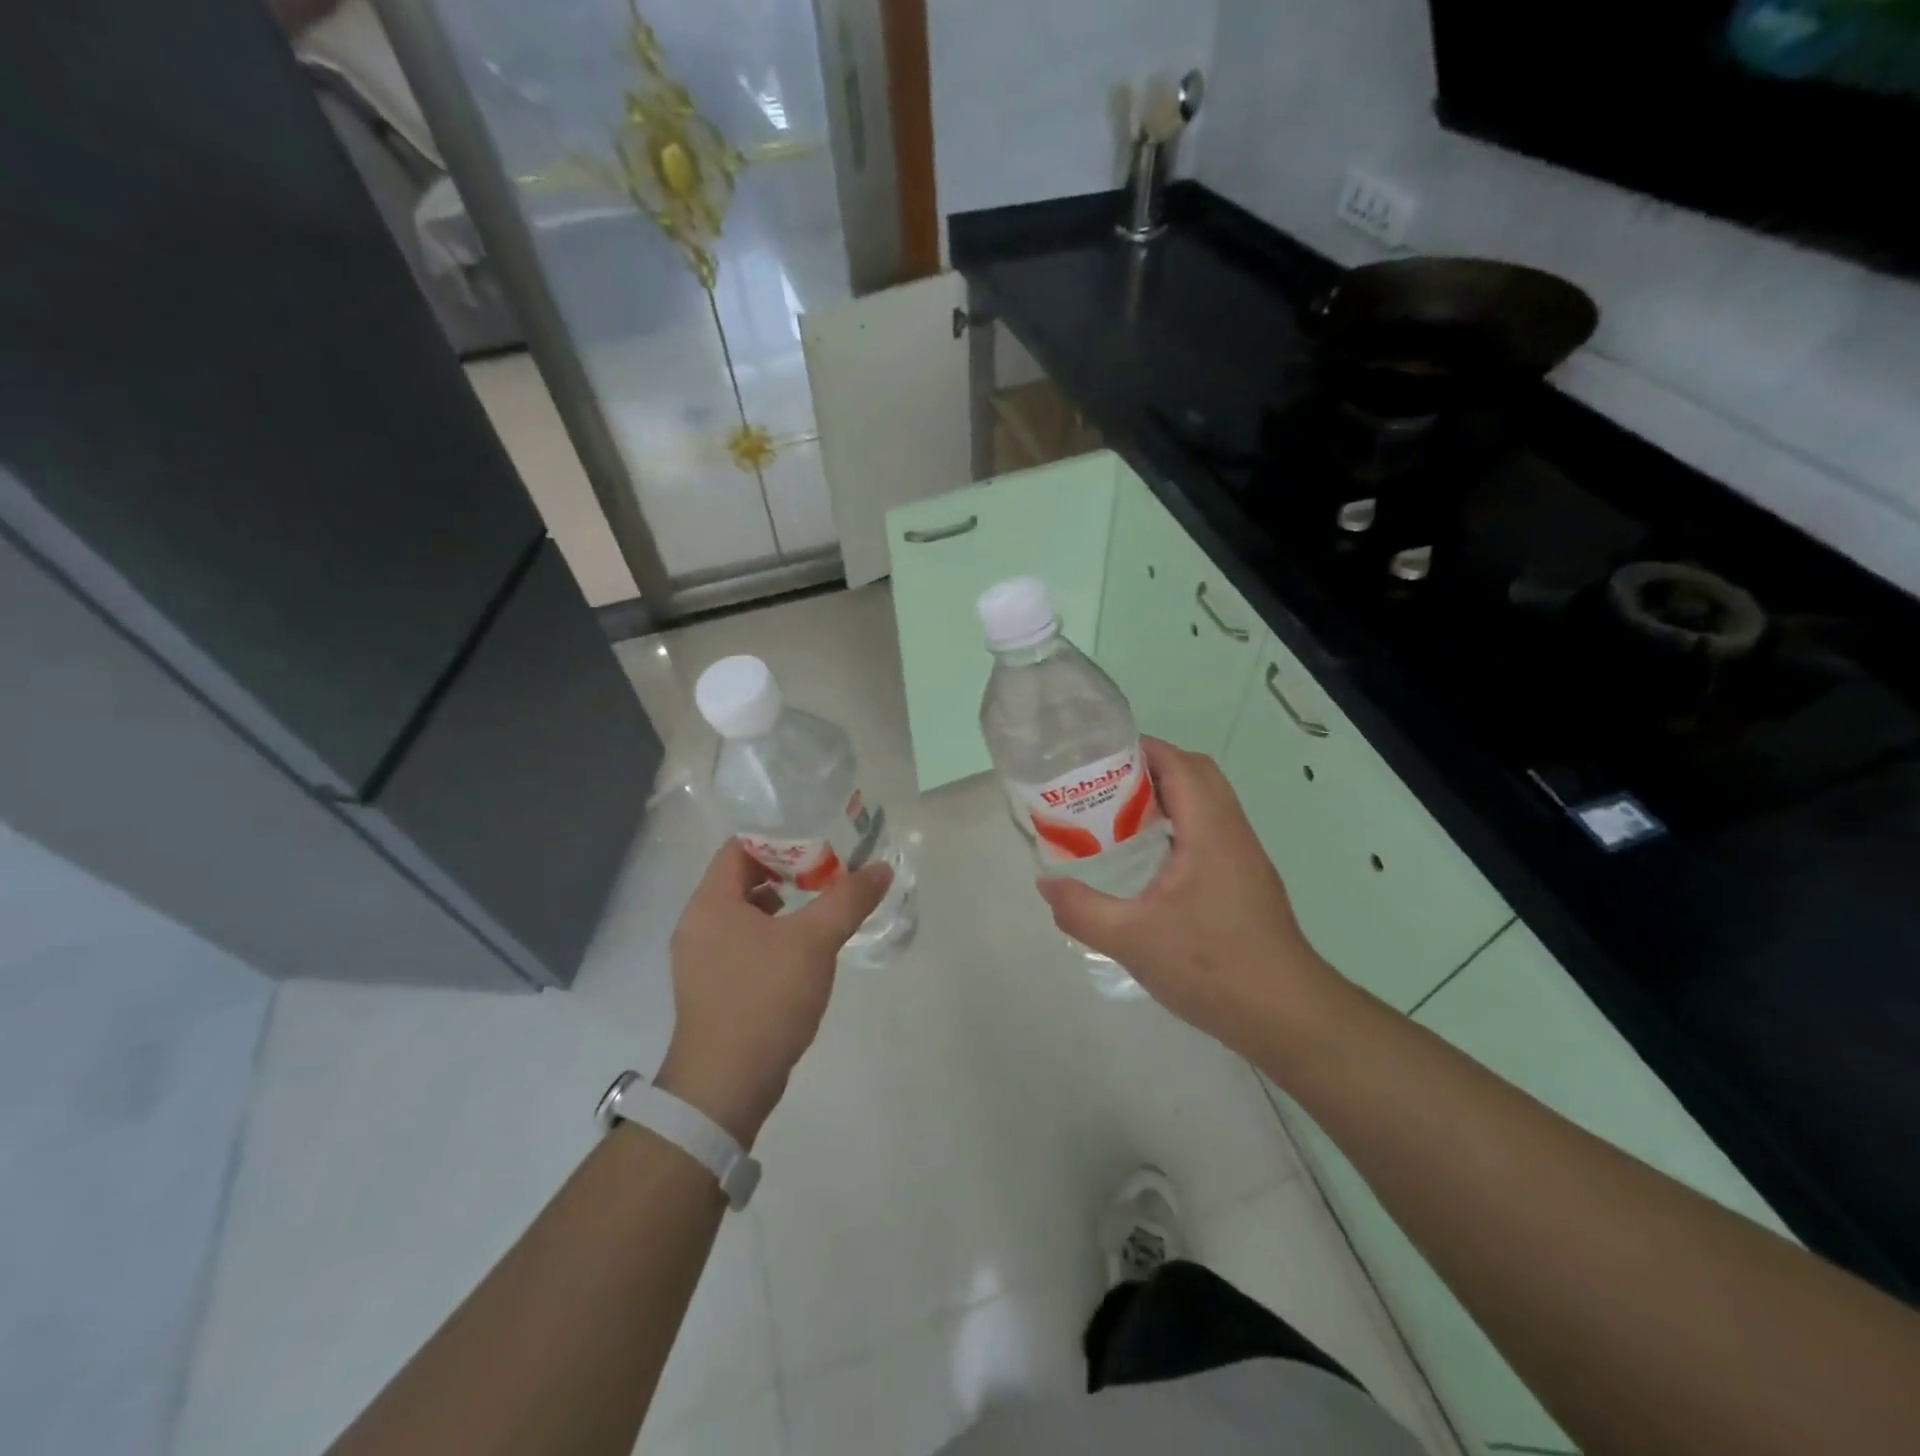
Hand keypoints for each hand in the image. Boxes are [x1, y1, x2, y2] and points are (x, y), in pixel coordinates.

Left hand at [658, 840, 891, 1144]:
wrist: (725, 1086)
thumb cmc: (765, 999)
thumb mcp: (814, 942)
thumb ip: (849, 899)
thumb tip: (882, 868)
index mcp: (710, 903)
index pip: (739, 847)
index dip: (780, 839)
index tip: (819, 843)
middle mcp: (697, 924)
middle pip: (740, 878)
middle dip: (786, 871)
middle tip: (827, 872)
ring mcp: (700, 959)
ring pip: (742, 913)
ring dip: (780, 904)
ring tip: (819, 906)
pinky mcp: (711, 987)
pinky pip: (741, 943)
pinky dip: (770, 935)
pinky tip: (801, 950)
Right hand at [1037, 738, 1341, 1052]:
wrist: (1286, 1015)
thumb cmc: (1212, 967)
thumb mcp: (1132, 940)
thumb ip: (1082, 909)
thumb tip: (1046, 885)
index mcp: (1210, 831)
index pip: (1180, 764)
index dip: (1142, 748)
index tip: (1098, 755)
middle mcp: (1232, 832)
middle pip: (1197, 773)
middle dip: (1152, 766)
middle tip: (1105, 783)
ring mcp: (1245, 856)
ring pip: (1208, 801)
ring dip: (1168, 794)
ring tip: (1119, 814)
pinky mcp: (1247, 879)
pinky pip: (1211, 828)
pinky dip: (1180, 822)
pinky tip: (1149, 858)